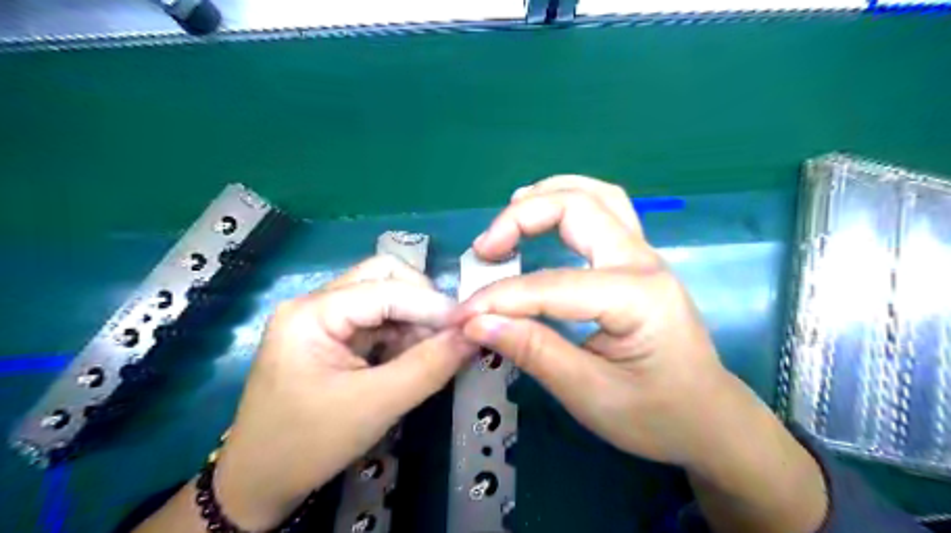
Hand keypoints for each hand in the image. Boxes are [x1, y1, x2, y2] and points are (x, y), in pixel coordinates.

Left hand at [215, 253, 475, 527]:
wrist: (259, 484)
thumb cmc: (309, 445)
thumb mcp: (375, 405)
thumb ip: (429, 366)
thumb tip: (475, 335)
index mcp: (311, 312)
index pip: (385, 288)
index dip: (432, 304)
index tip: (470, 326)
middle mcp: (316, 303)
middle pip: (383, 276)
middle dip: (421, 301)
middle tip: (447, 334)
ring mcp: (323, 318)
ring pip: (384, 295)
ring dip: (415, 318)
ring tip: (433, 351)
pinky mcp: (333, 336)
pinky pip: (378, 319)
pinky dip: (403, 332)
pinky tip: (413, 356)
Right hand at [457, 175, 753, 465]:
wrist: (708, 418)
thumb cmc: (656, 415)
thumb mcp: (590, 394)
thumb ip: (534, 352)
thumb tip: (476, 323)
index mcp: (637, 296)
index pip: (552, 285)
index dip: (500, 298)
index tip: (461, 316)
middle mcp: (643, 260)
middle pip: (578, 207)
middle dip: (520, 219)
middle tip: (484, 250)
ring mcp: (644, 254)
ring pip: (595, 195)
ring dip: (546, 196)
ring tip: (506, 218)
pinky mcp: (637, 259)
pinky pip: (604, 209)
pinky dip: (567, 201)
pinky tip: (543, 213)